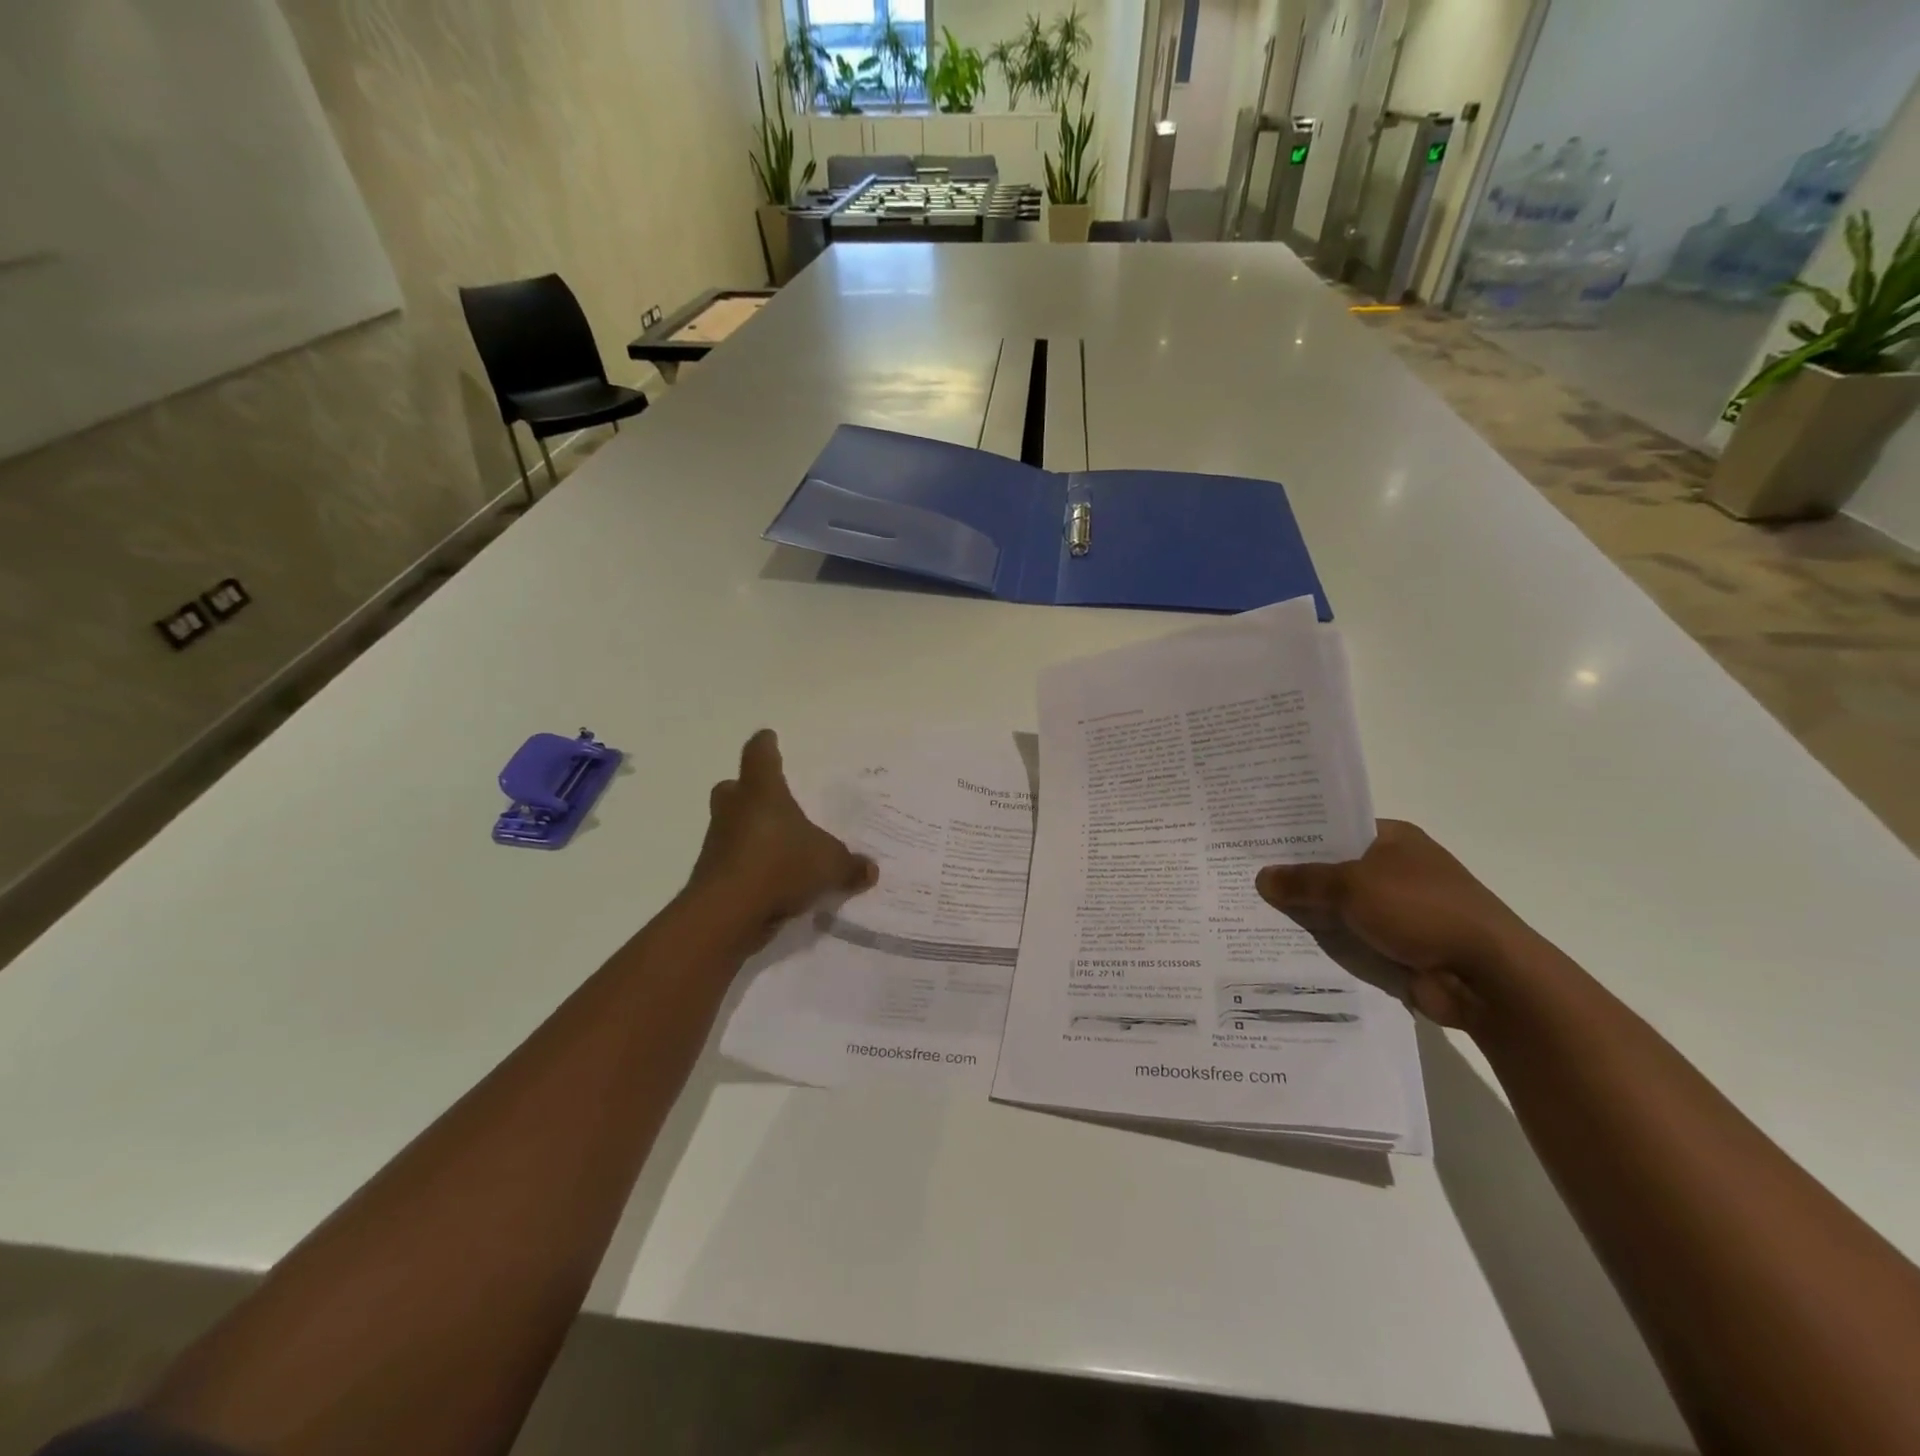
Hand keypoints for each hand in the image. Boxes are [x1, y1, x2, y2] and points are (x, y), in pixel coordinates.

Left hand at [690, 730, 877, 949]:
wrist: (726, 914)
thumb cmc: (780, 866)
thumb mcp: (830, 865)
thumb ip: (851, 865)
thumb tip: (870, 870)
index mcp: (762, 791)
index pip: (760, 755)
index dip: (765, 745)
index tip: (769, 738)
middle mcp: (734, 809)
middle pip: (734, 788)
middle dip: (749, 790)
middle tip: (771, 799)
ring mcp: (718, 842)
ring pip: (730, 825)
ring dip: (748, 831)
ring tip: (779, 846)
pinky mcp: (710, 875)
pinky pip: (732, 860)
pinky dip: (748, 865)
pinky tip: (771, 881)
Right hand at [1255, 821, 1538, 1028]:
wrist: (1486, 977)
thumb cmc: (1421, 910)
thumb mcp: (1353, 886)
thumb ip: (1305, 881)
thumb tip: (1262, 877)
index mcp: (1392, 839)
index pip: (1334, 828)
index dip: (1296, 834)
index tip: (1254, 841)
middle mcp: (1395, 870)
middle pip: (1332, 869)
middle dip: (1294, 878)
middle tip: (1241, 877)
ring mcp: (1398, 911)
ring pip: (1338, 908)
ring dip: (1308, 915)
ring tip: (1250, 912)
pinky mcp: (1397, 947)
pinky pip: (1349, 940)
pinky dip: (1326, 945)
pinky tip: (1283, 945)